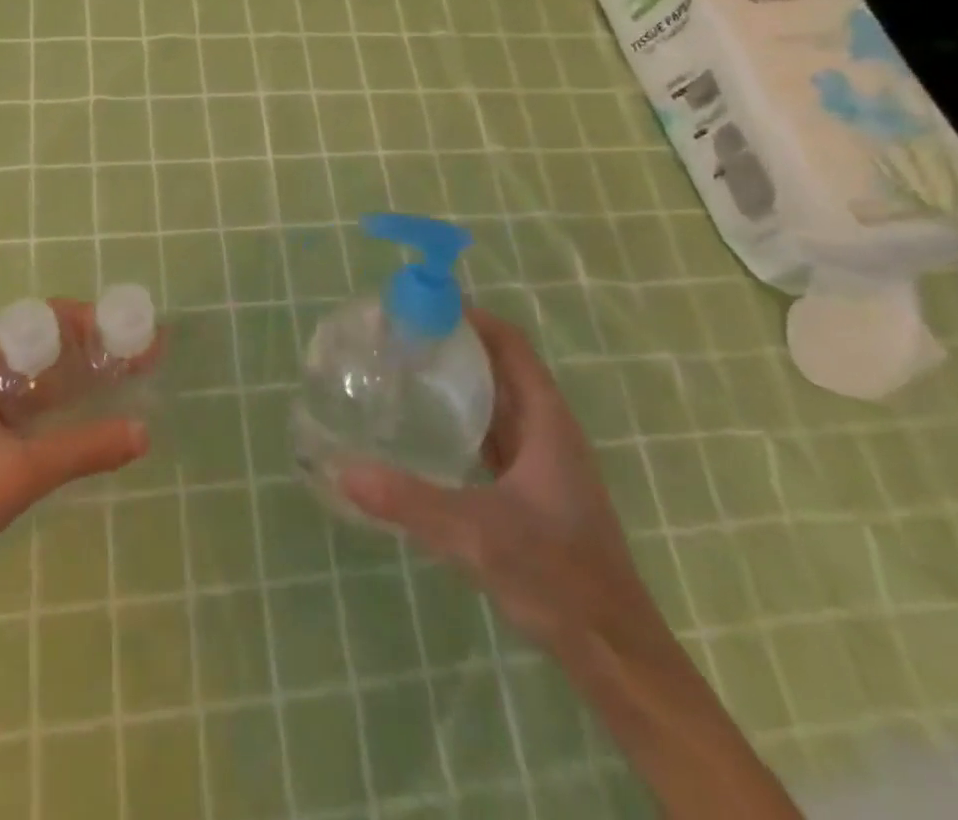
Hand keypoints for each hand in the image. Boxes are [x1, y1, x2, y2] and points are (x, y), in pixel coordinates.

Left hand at [0, 300, 147, 672]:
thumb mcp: (19, 475)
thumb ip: (84, 449)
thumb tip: (144, 432)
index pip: (44, 319)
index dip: (93, 325)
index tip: (134, 339)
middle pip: (37, 338)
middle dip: (89, 347)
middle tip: (137, 361)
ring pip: (26, 367)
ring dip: (70, 373)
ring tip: (120, 380)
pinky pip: (12, 392)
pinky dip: (48, 396)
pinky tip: (79, 411)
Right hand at [339, 309, 662, 658]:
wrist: (613, 651)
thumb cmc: (557, 577)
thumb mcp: (477, 535)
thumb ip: (411, 501)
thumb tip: (344, 469)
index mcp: (546, 422)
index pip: (510, 345)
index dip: (472, 318)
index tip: (423, 306)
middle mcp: (547, 431)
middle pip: (501, 367)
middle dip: (456, 344)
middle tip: (401, 336)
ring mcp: (542, 462)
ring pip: (498, 401)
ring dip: (460, 380)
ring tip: (406, 370)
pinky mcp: (532, 489)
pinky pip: (493, 434)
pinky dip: (463, 418)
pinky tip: (428, 430)